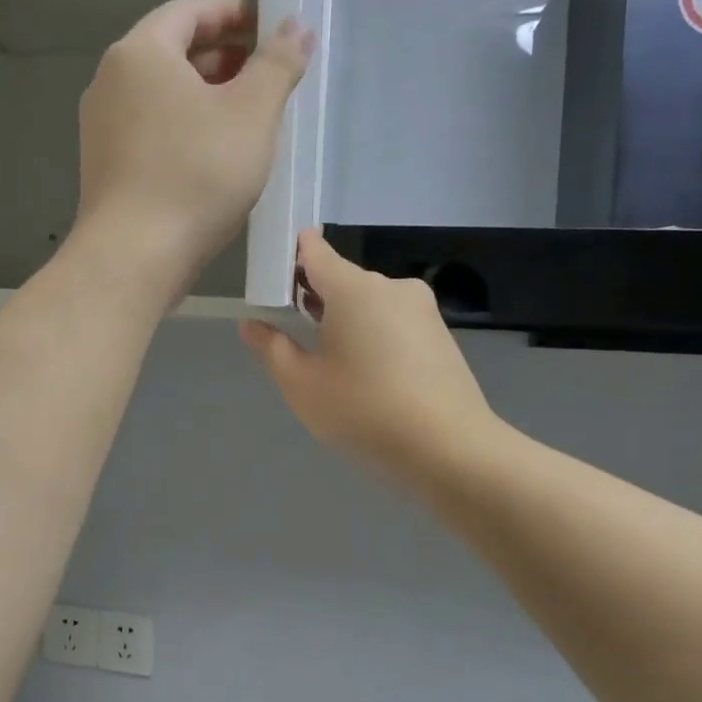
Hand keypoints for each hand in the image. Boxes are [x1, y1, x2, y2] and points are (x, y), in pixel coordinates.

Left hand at [75, 0, 311, 293]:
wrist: (133, 255)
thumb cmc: (196, 174)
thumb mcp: (251, 113)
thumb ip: (277, 64)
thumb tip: (296, 25)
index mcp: (140, 53)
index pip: (188, 12)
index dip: (231, 13)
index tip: (268, 27)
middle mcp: (110, 82)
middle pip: (171, 52)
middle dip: (221, 57)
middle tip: (264, 73)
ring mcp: (101, 127)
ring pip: (160, 95)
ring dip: (204, 96)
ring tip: (246, 115)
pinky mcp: (105, 166)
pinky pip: (150, 129)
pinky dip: (183, 127)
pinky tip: (213, 155)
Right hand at [241, 231, 497, 475]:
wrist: (450, 449)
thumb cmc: (364, 410)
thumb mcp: (302, 385)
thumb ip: (272, 348)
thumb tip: (252, 323)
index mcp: (354, 288)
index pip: (315, 252)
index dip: (290, 256)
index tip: (272, 276)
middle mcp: (390, 286)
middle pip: (342, 279)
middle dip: (314, 297)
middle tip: (290, 331)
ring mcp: (422, 309)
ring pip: (369, 303)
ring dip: (344, 319)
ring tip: (328, 361)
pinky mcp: (440, 334)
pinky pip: (393, 322)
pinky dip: (373, 335)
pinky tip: (366, 374)